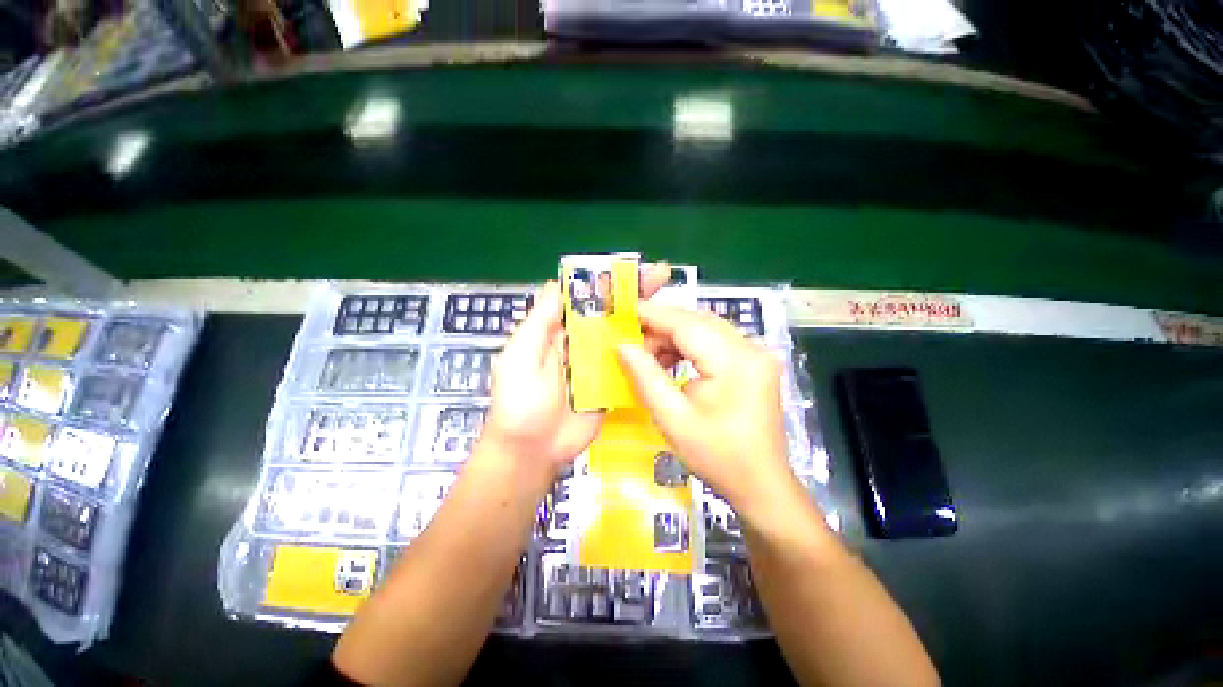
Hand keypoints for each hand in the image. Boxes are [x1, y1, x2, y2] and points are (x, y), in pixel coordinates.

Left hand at [482, 265, 671, 481]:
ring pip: (627, 337)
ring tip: (674, 310)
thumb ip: (540, 320)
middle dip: (637, 295)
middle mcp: (584, 343)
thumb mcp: (520, 355)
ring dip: (649, 322)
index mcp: (561, 330)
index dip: (611, 281)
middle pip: (613, 313)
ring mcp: (601, 365)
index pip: (589, 298)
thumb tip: (557, 283)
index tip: (634, 269)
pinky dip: (650, 354)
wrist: (531, 451)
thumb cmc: (519, 402)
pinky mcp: (613, 386)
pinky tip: (670, 345)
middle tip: (663, 278)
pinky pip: (633, 366)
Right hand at [615, 303, 795, 524]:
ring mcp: (755, 353)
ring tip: (647, 357)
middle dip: (659, 328)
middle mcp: (750, 347)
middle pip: (696, 322)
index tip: (621, 314)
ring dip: (672, 338)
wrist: (761, 485)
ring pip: (703, 329)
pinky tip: (670, 363)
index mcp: (735, 360)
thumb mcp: (673, 419)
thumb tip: (622, 345)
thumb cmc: (718, 457)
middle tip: (630, 343)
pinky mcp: (752, 361)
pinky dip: (688, 347)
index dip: (651, 315)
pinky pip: (713, 342)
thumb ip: (645, 377)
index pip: (686, 323)